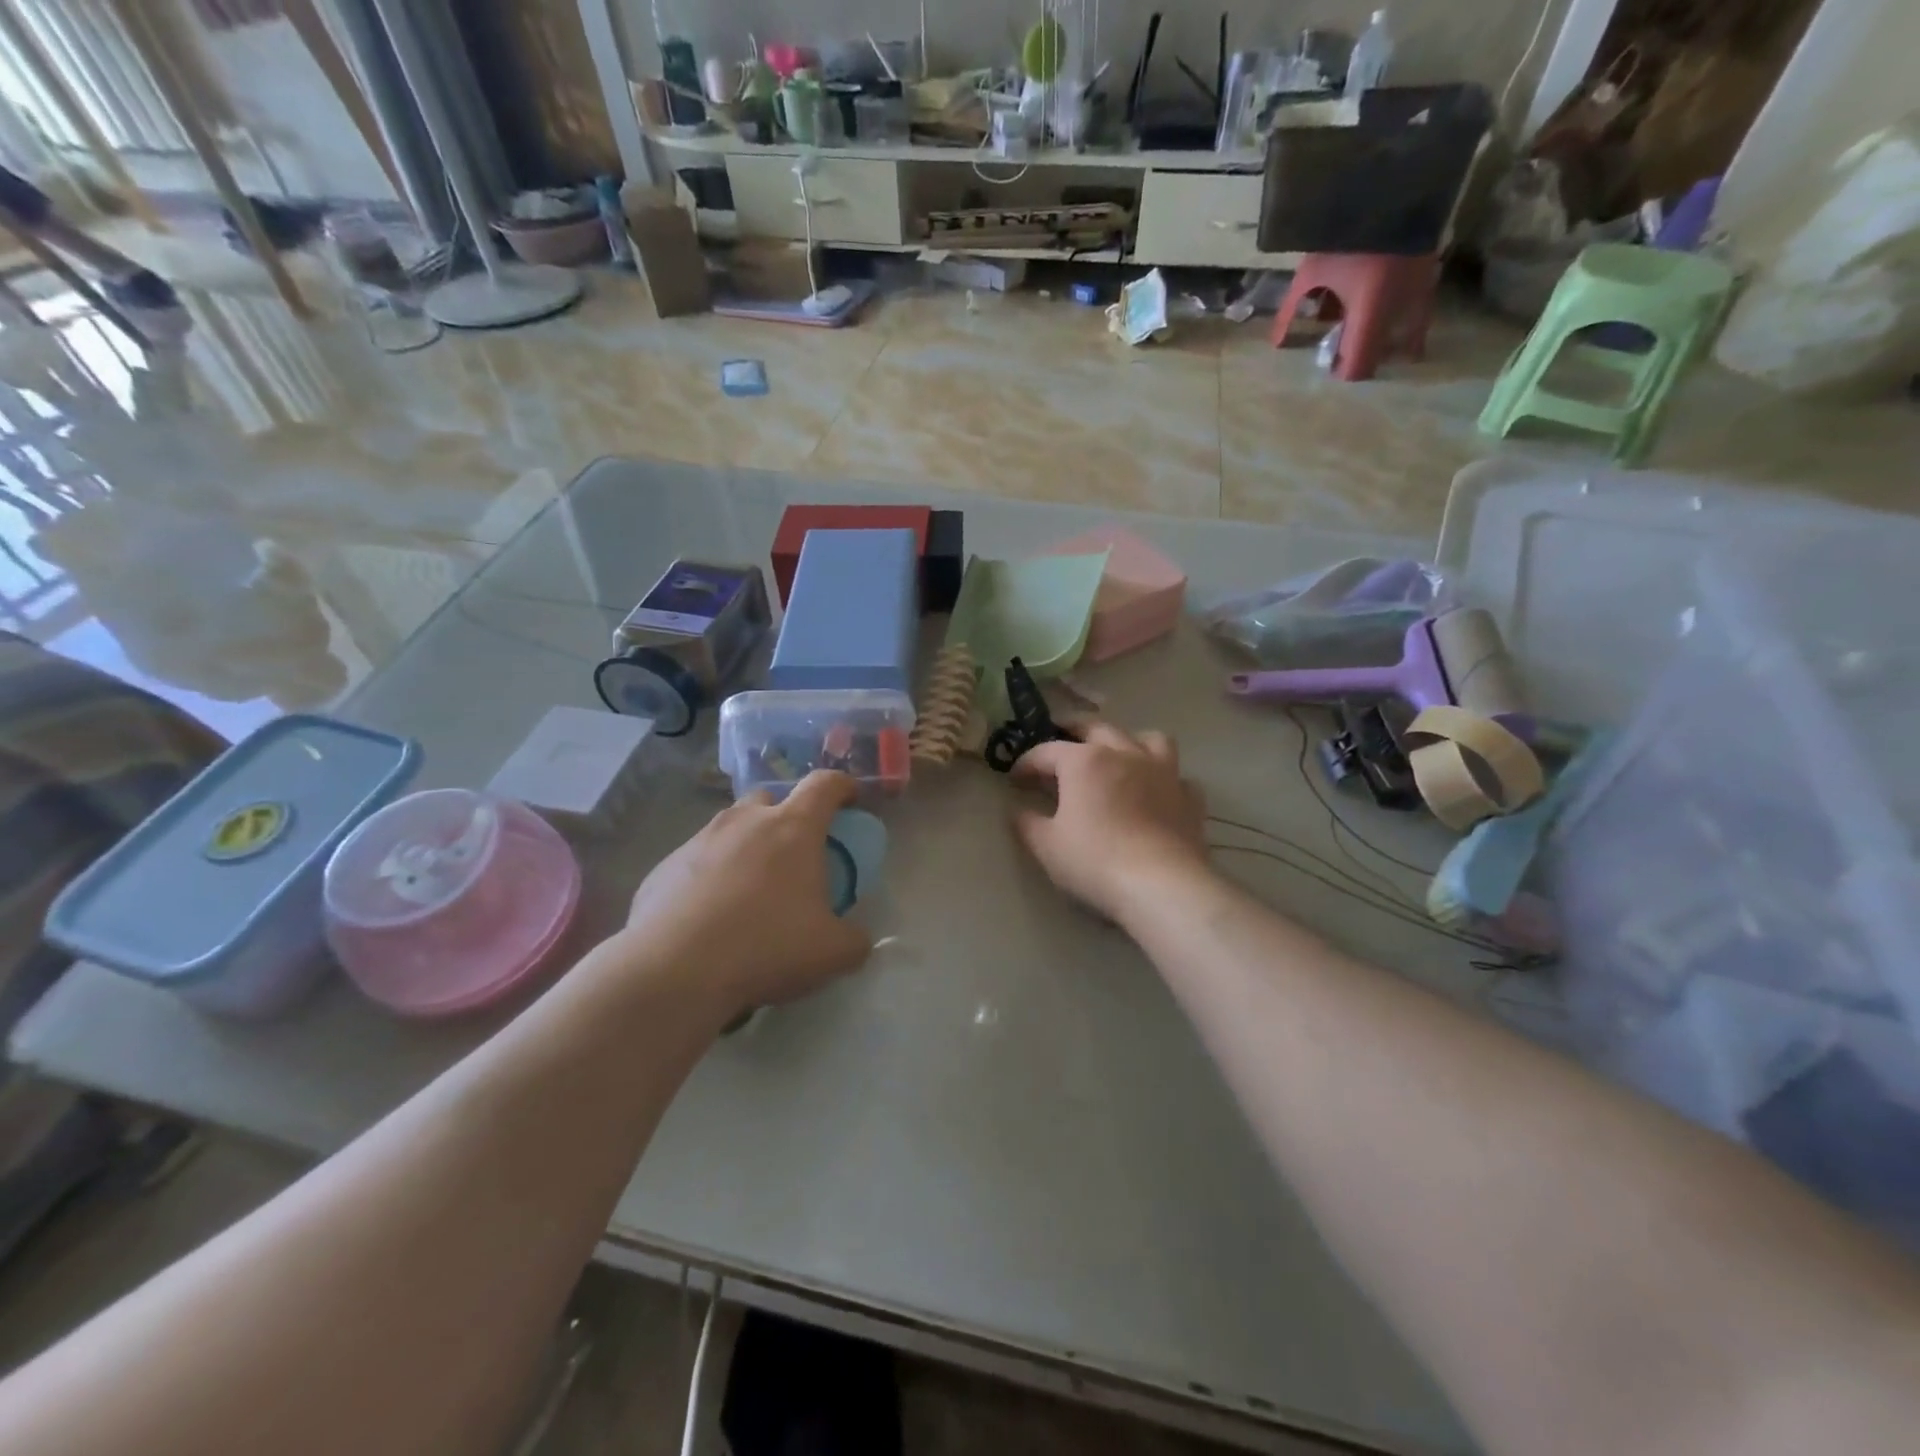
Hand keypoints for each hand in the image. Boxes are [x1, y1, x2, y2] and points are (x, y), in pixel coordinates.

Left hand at [618, 772, 873, 1024]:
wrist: (674, 970)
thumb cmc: (766, 946)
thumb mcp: (832, 953)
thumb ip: (854, 940)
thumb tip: (857, 939)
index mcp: (793, 828)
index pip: (825, 784)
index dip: (842, 786)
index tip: (850, 798)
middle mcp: (746, 820)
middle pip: (771, 798)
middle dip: (786, 816)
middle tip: (793, 854)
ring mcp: (700, 839)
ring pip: (730, 828)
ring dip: (746, 846)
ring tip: (749, 890)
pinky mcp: (664, 866)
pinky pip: (697, 861)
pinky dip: (710, 877)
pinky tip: (710, 917)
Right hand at [1010, 724, 1209, 922]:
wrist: (1162, 884)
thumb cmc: (1095, 860)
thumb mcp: (1046, 846)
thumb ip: (1027, 823)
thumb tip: (1018, 812)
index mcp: (1084, 761)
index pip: (1046, 751)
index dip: (1026, 763)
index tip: (1015, 778)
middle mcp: (1124, 754)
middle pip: (1096, 727)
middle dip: (1073, 729)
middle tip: (1060, 740)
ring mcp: (1162, 772)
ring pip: (1148, 738)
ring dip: (1129, 740)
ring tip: (1119, 754)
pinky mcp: (1189, 797)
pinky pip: (1177, 775)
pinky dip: (1163, 778)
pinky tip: (1156, 791)